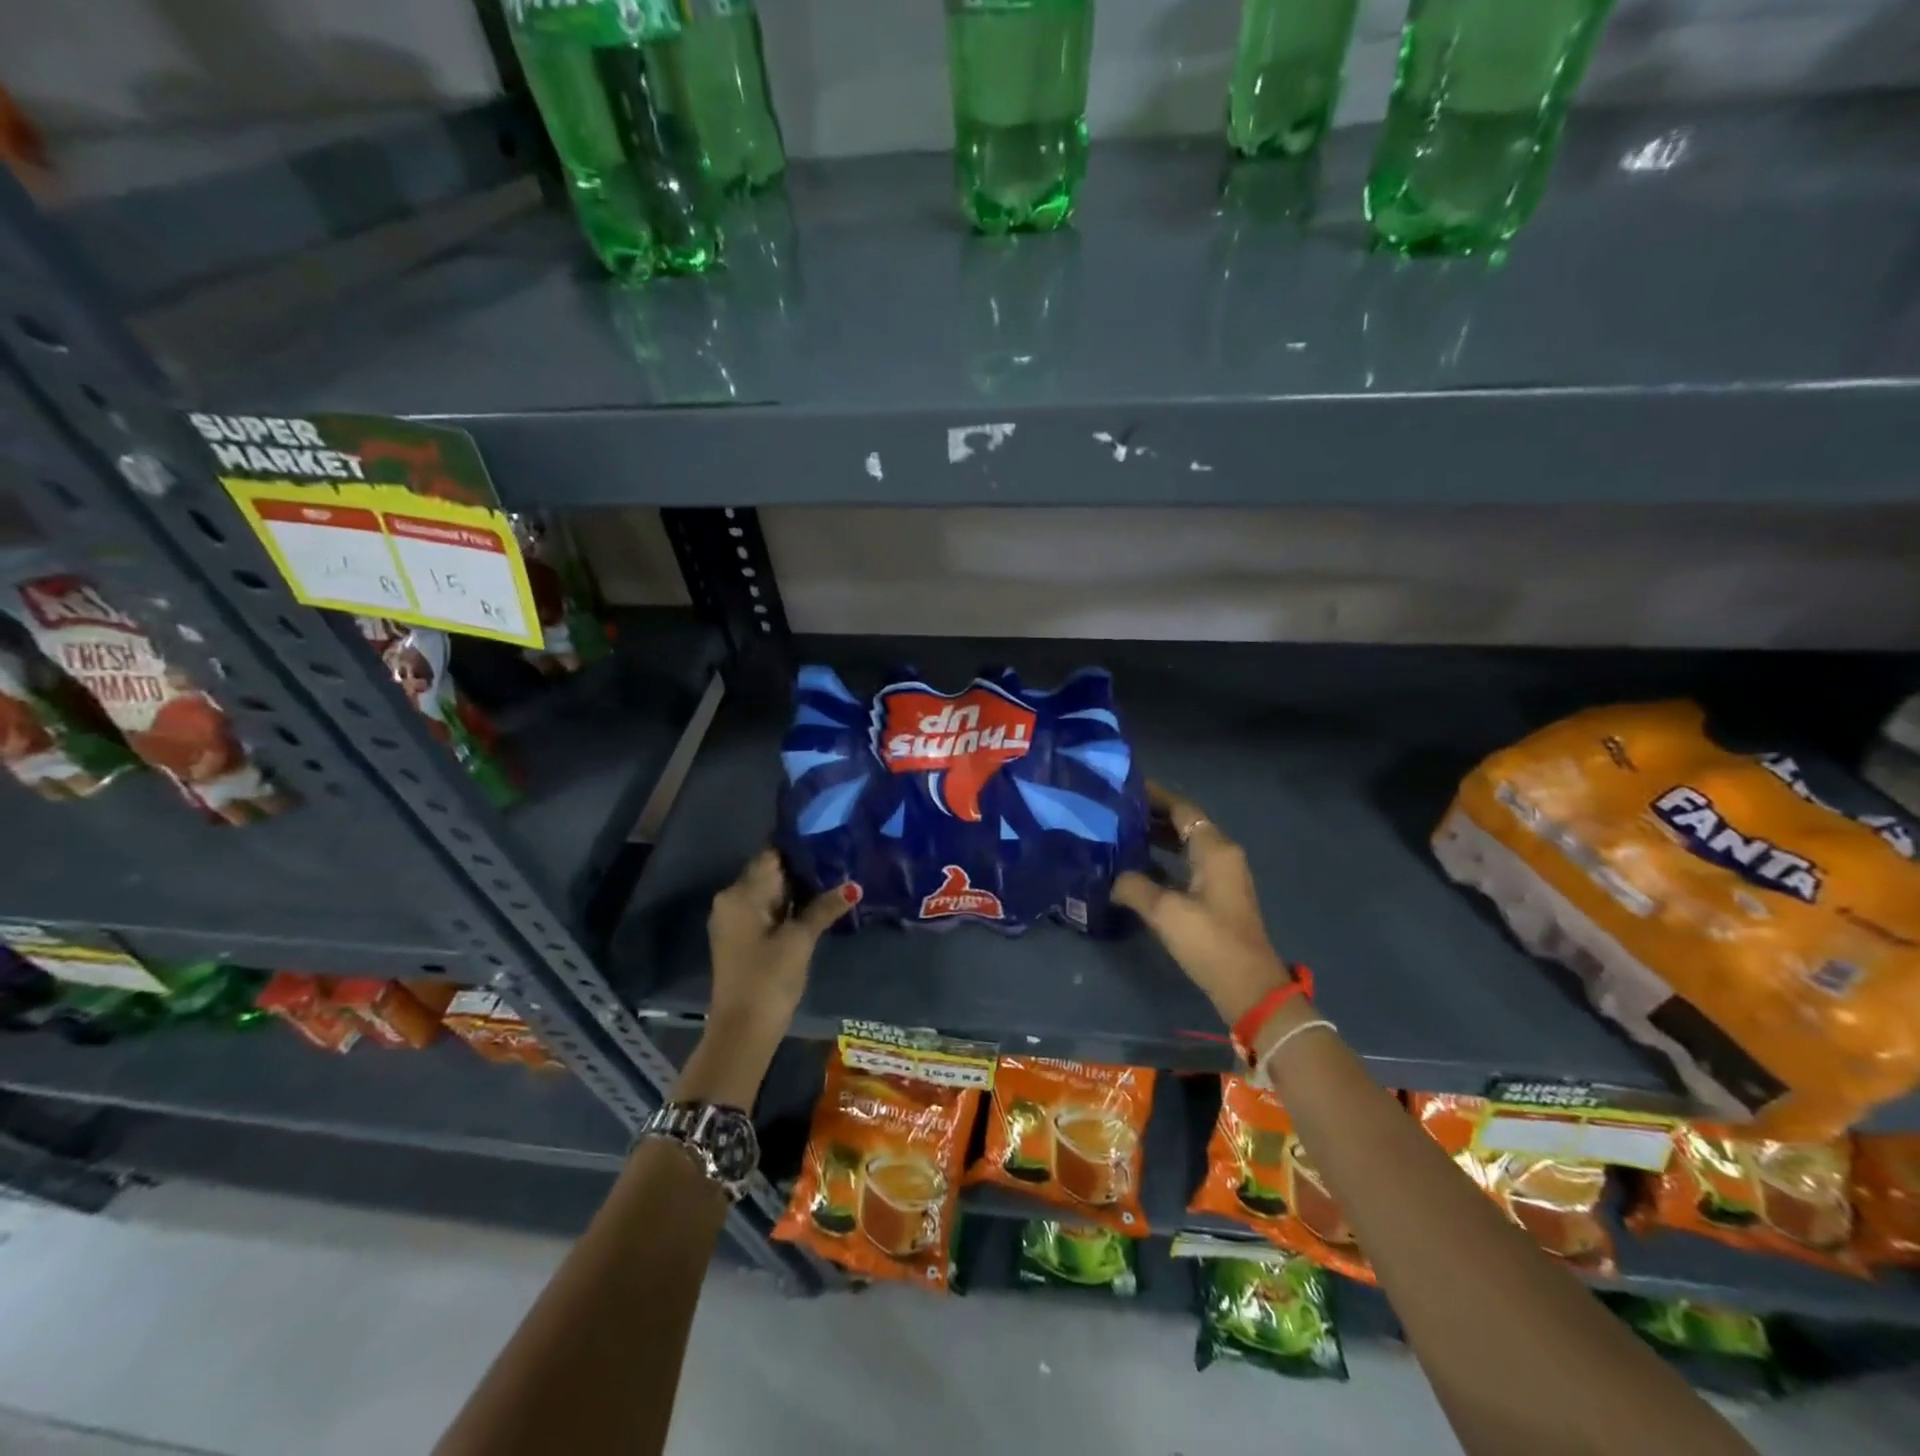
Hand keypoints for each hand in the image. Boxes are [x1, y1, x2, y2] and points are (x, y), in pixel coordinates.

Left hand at [677, 851, 854, 1109]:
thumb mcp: (800, 940)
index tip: (829, 840)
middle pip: (769, 873)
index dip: (800, 848)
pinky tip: (815, 907)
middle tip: (839, 859)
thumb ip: (824, 908)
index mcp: (740, 894)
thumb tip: (854, 886)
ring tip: (834, 879)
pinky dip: (787, 907)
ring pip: (769, 893)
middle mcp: (731, 901)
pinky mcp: (740, 939)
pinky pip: (765, 911)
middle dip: (802, 869)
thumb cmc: (768, 978)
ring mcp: (733, 921)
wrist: (742, 1030)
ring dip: (797, 890)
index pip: (771, 856)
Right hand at [1113, 783, 1291, 1026]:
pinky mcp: (1217, 897)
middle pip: (1184, 824)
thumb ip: (1134, 886)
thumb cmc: (1209, 940)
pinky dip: (1163, 862)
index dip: (1155, 796)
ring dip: (1156, 840)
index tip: (1124, 788)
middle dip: (1151, 817)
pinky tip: (1137, 870)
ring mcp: (1221, 877)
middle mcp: (1221, 855)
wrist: (1248, 987)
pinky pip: (1186, 866)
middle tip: (1115, 812)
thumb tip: (1114, 878)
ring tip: (1119, 836)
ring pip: (1185, 846)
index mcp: (1214, 849)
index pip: (1182, 808)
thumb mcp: (1165, 911)